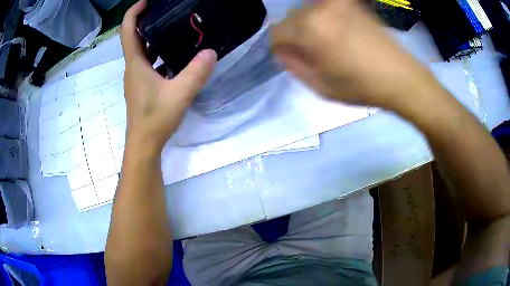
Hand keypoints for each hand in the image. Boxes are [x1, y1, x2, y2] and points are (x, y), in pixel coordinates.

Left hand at [121, 0, 216, 152]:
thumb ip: (195, 72)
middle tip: (167, 11)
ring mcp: (137, 77)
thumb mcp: (179, 94)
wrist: (144, 144)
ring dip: (153, 37)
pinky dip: (158, 54)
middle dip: (147, 21)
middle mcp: (133, 67)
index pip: (127, 31)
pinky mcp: (142, 85)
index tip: (146, 1)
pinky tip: (175, 55)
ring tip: (174, 28)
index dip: (133, 13)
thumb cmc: (155, 118)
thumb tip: (210, 52)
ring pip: (142, 50)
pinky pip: (148, 62)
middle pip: (134, 37)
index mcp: (135, 63)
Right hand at [271, 0, 437, 111]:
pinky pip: (324, 7)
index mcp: (310, 29)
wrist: (401, 76)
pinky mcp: (351, 2)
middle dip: (296, 35)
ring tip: (330, 43)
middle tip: (315, 53)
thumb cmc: (362, 87)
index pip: (276, 32)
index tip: (295, 58)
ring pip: (307, 11)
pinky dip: (324, 18)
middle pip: (291, 19)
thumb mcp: (321, 87)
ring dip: (310, 25)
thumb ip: (294, 66)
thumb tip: (283, 51)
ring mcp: (337, 2)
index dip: (282, 48)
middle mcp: (320, 8)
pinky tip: (339, 32)